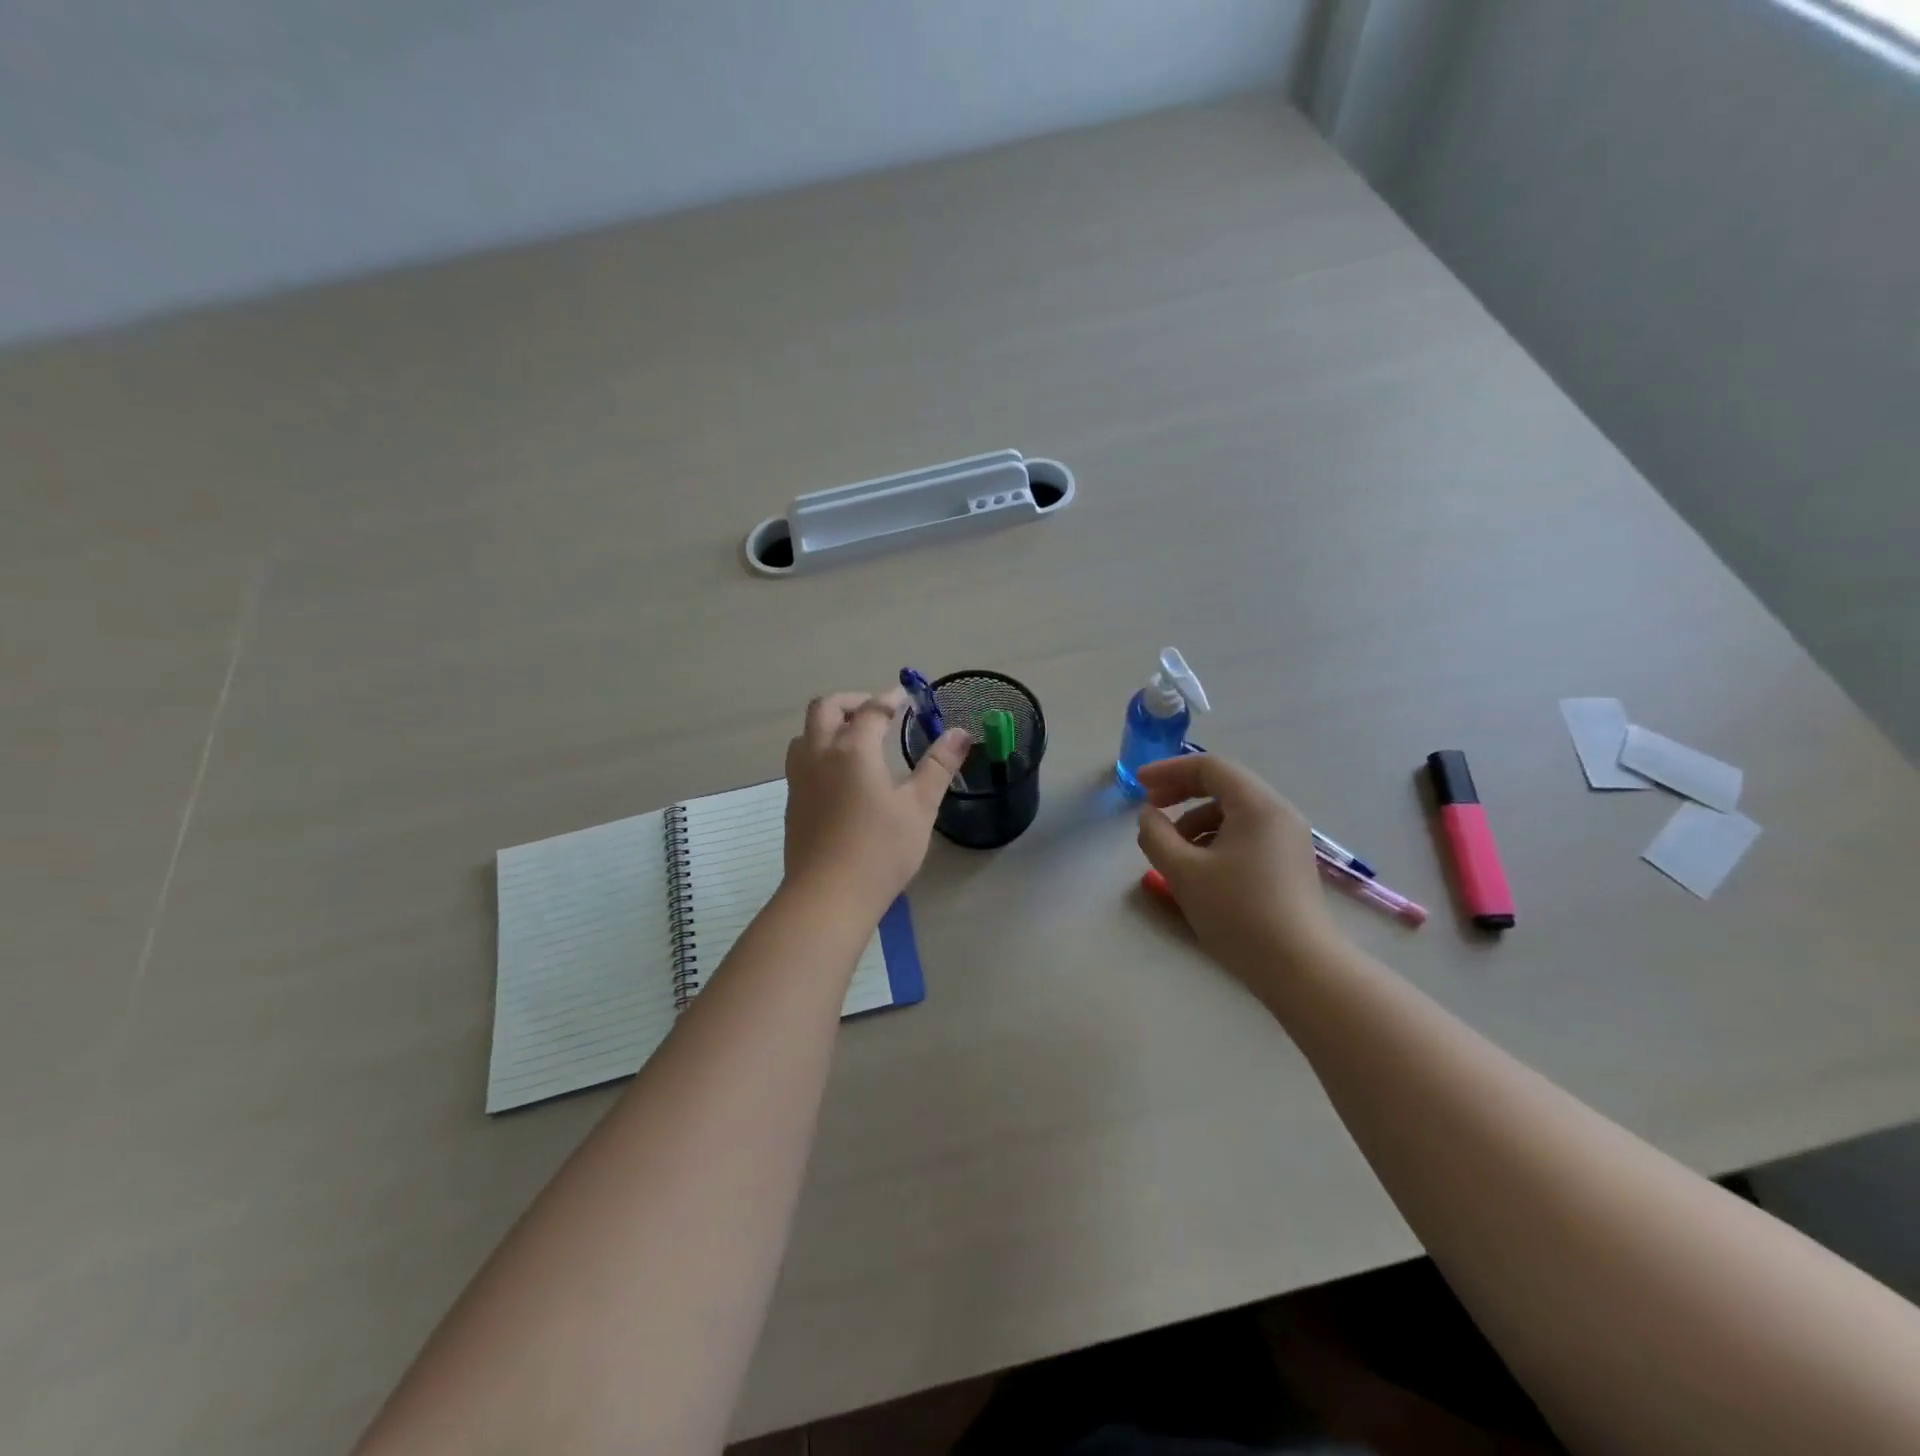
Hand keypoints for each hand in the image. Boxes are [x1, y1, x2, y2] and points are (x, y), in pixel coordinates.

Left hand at [783, 689, 971, 918]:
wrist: (828, 896)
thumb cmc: (881, 850)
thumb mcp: (920, 808)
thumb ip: (939, 766)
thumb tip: (961, 733)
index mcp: (853, 750)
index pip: (871, 710)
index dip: (890, 699)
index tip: (905, 697)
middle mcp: (820, 754)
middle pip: (825, 708)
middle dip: (851, 701)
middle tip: (876, 711)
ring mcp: (800, 779)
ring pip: (805, 733)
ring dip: (828, 724)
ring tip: (854, 738)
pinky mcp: (792, 802)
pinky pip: (800, 759)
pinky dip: (819, 749)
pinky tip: (838, 774)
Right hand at [1135, 753, 1344, 979]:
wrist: (1299, 968)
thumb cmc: (1238, 912)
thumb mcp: (1183, 871)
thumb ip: (1157, 835)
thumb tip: (1148, 816)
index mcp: (1257, 805)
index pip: (1209, 767)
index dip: (1169, 770)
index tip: (1138, 785)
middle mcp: (1278, 813)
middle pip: (1224, 785)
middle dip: (1182, 793)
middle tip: (1150, 808)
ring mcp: (1288, 839)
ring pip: (1234, 813)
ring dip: (1196, 820)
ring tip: (1172, 850)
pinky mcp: (1288, 863)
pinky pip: (1246, 834)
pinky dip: (1216, 839)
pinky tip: (1199, 868)